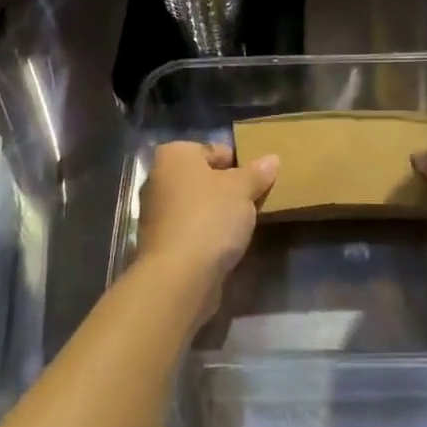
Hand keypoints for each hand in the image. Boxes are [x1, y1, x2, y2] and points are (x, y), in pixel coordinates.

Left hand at [134, 141, 278, 317]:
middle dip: (226, 188)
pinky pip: (190, 229)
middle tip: (254, 201)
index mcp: (174, 156)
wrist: (179, 276)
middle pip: (203, 178)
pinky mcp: (159, 243)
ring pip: (196, 205)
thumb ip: (257, 173)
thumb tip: (271, 159)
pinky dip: (206, 234)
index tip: (258, 180)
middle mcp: (158, 179)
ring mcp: (155, 213)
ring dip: (217, 213)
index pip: (214, 150)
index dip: (239, 163)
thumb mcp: (242, 189)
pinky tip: (226, 245)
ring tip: (244, 225)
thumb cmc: (210, 218)